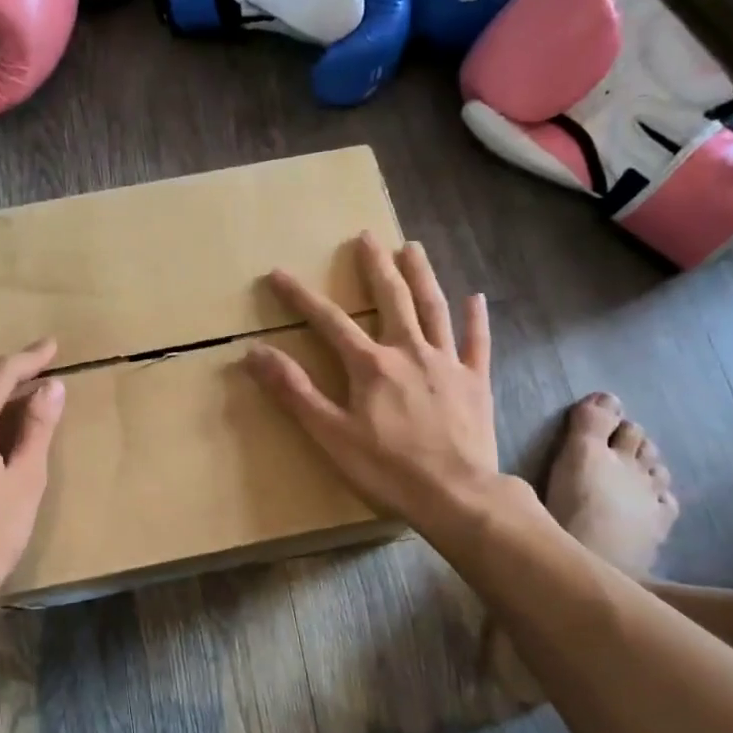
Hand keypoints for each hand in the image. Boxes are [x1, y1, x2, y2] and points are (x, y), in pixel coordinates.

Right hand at [245, 233, 499, 535]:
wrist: (458, 495)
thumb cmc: (387, 468)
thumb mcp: (329, 434)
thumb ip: (294, 391)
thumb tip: (256, 352)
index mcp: (371, 365)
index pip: (329, 321)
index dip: (300, 297)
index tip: (278, 273)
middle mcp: (409, 352)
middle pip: (391, 299)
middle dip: (375, 267)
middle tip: (367, 237)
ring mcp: (447, 364)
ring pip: (433, 309)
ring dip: (422, 276)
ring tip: (413, 248)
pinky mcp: (475, 382)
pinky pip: (477, 343)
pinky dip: (475, 319)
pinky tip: (476, 298)